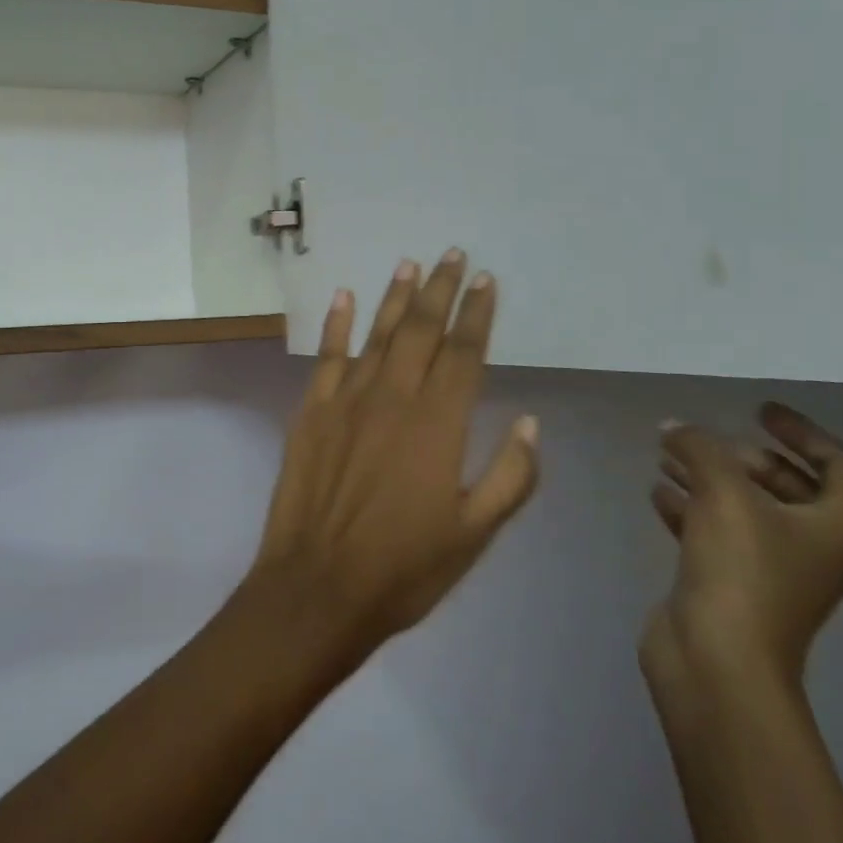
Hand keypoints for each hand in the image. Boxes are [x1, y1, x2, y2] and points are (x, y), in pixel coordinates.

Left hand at [242, 251, 540, 653]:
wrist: (318, 587)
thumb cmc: (404, 568)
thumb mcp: (474, 535)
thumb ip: (510, 476)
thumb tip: (532, 423)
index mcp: (438, 425)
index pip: (465, 354)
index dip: (478, 315)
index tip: (487, 281)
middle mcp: (393, 398)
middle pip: (421, 331)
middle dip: (440, 290)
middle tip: (453, 255)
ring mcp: (346, 401)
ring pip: (376, 335)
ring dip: (395, 298)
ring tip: (411, 264)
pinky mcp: (311, 412)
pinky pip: (326, 357)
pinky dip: (335, 325)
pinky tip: (343, 297)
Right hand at [643, 405, 842, 696]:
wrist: (719, 656)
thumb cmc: (741, 570)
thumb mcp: (724, 494)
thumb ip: (700, 449)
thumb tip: (675, 427)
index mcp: (836, 527)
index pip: (834, 464)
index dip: (799, 431)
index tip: (756, 409)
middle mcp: (812, 546)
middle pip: (786, 485)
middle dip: (741, 456)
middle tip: (703, 441)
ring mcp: (771, 567)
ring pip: (743, 507)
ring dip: (707, 477)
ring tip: (665, 455)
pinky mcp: (730, 581)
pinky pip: (713, 530)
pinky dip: (689, 506)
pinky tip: (657, 492)